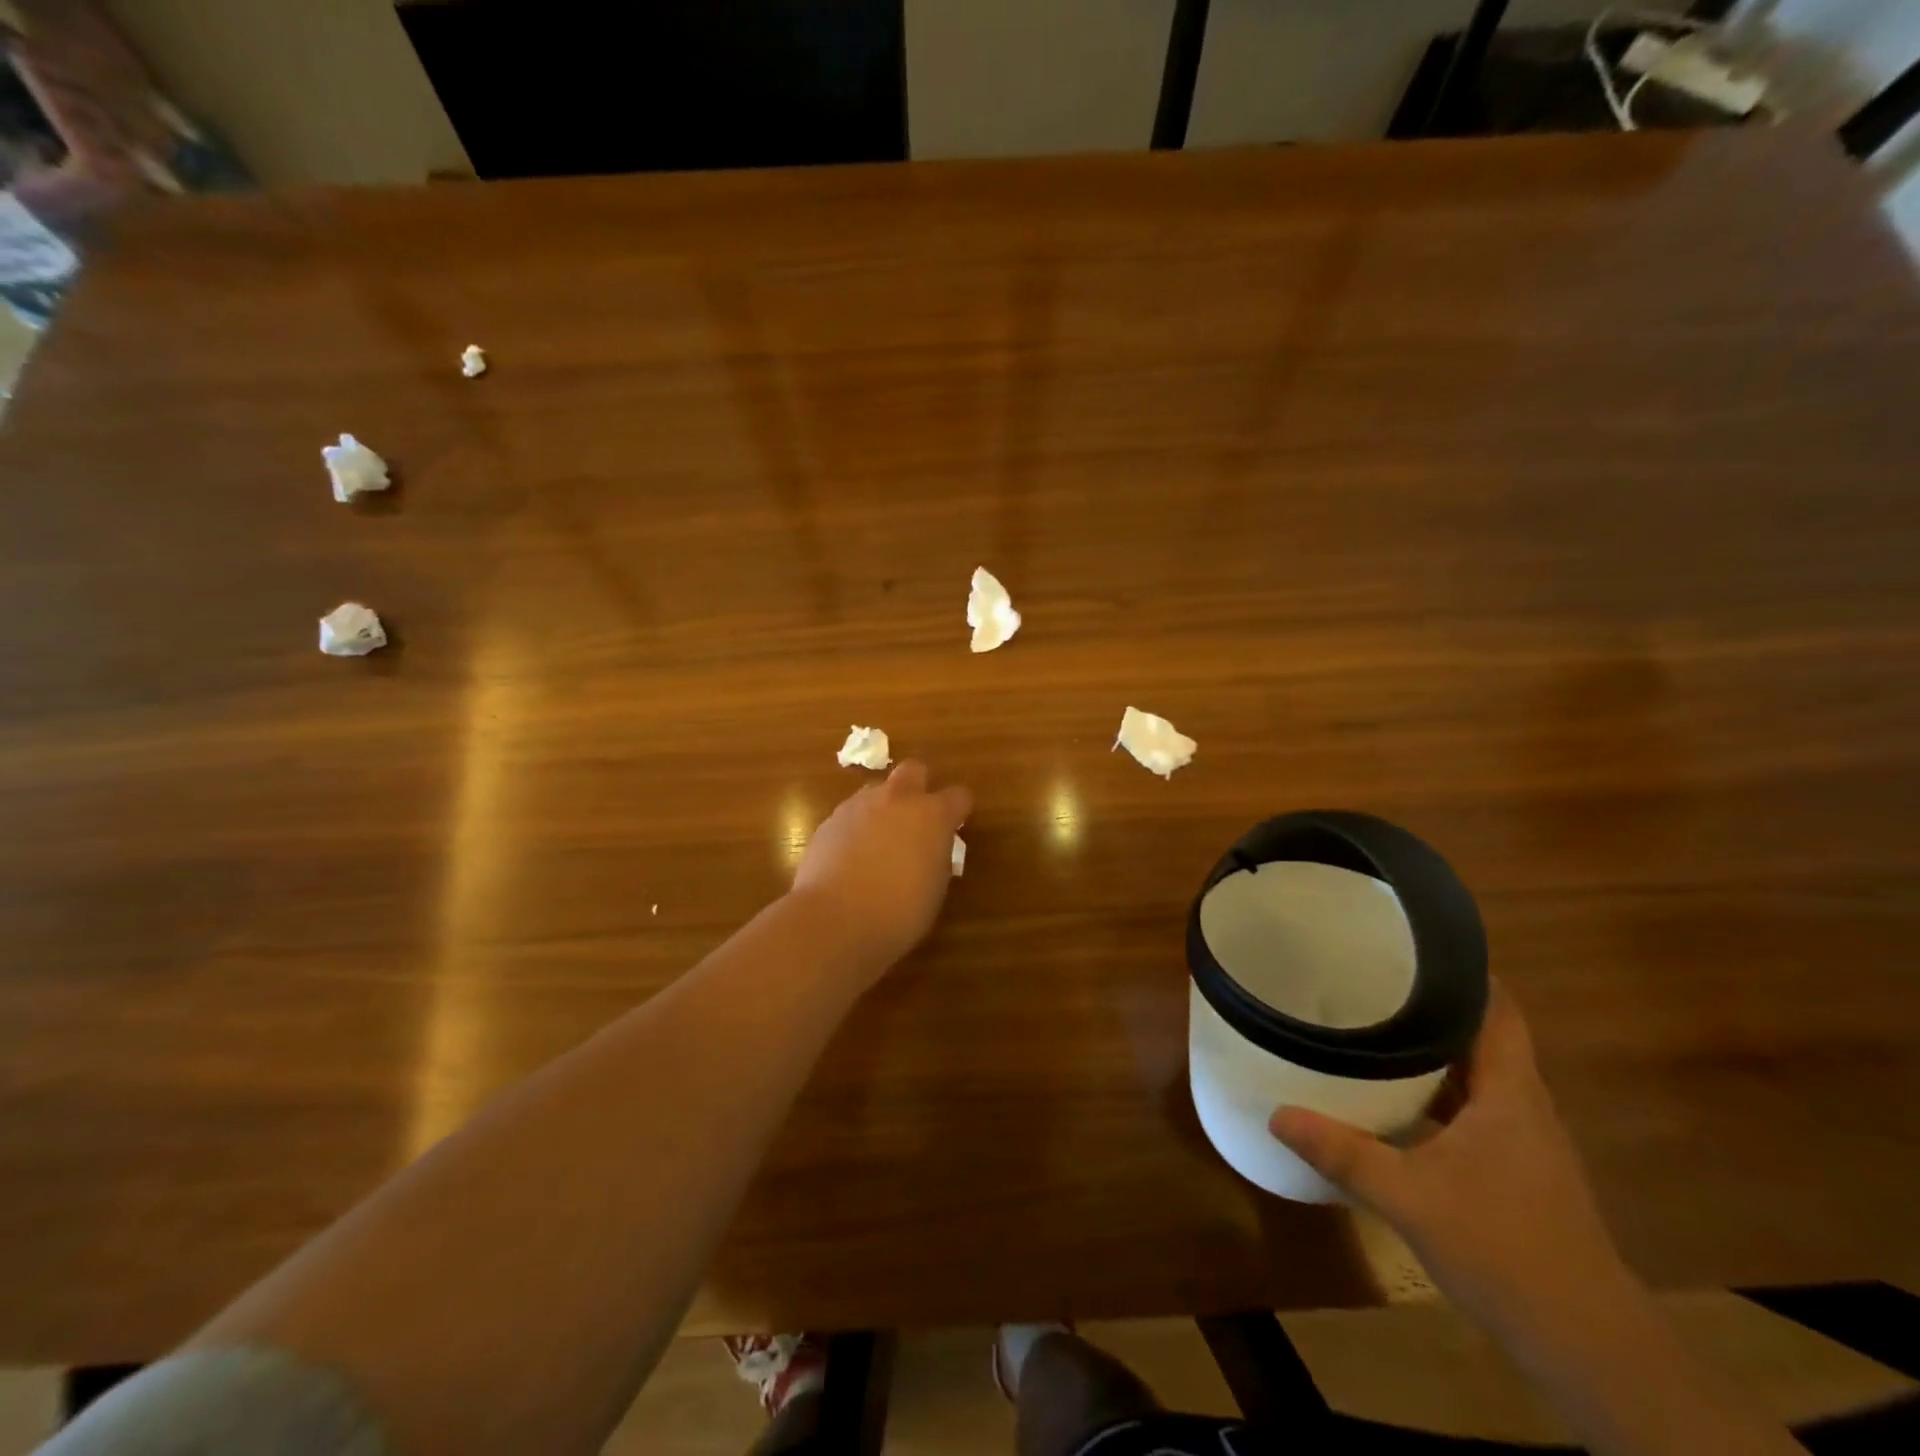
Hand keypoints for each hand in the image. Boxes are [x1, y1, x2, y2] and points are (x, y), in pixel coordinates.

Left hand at [789, 761, 971, 987]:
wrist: (835, 919)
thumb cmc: (899, 911)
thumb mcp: (935, 888)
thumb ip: (937, 857)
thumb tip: (930, 849)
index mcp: (932, 815)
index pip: (958, 795)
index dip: (958, 810)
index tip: (955, 826)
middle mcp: (897, 799)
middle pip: (914, 770)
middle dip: (919, 787)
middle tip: (916, 819)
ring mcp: (859, 805)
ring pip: (878, 791)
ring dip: (884, 808)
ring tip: (880, 842)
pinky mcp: (829, 820)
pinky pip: (851, 814)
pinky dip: (856, 828)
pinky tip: (852, 858)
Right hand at [1269, 981, 1630, 1344]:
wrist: (1587, 1345)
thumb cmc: (1504, 1250)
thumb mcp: (1409, 1198)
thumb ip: (1342, 1152)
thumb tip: (1276, 1114)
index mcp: (1511, 1093)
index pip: (1499, 1009)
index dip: (1465, 971)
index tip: (1413, 944)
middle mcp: (1524, 1106)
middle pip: (1483, 1035)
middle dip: (1433, 1005)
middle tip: (1373, 978)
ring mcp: (1524, 1141)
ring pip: (1477, 1074)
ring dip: (1434, 1050)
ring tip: (1374, 1025)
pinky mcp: (1518, 1170)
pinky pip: (1474, 1108)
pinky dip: (1438, 1093)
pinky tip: (1396, 1099)